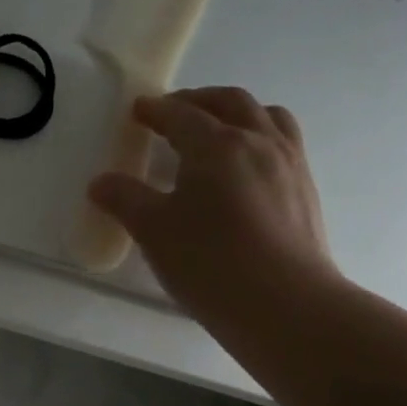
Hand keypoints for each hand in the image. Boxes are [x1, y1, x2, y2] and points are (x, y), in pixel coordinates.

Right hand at [87, 88, 337, 336]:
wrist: (285, 305)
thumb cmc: (210, 263)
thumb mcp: (154, 232)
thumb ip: (125, 200)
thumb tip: (100, 183)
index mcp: (217, 145)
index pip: (182, 114)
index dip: (156, 110)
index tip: (139, 110)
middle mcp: (258, 142)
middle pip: (229, 102)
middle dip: (198, 100)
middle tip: (174, 111)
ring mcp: (289, 164)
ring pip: (266, 116)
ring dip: (237, 112)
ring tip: (219, 128)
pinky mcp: (306, 191)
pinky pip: (284, 143)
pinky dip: (260, 137)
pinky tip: (248, 167)